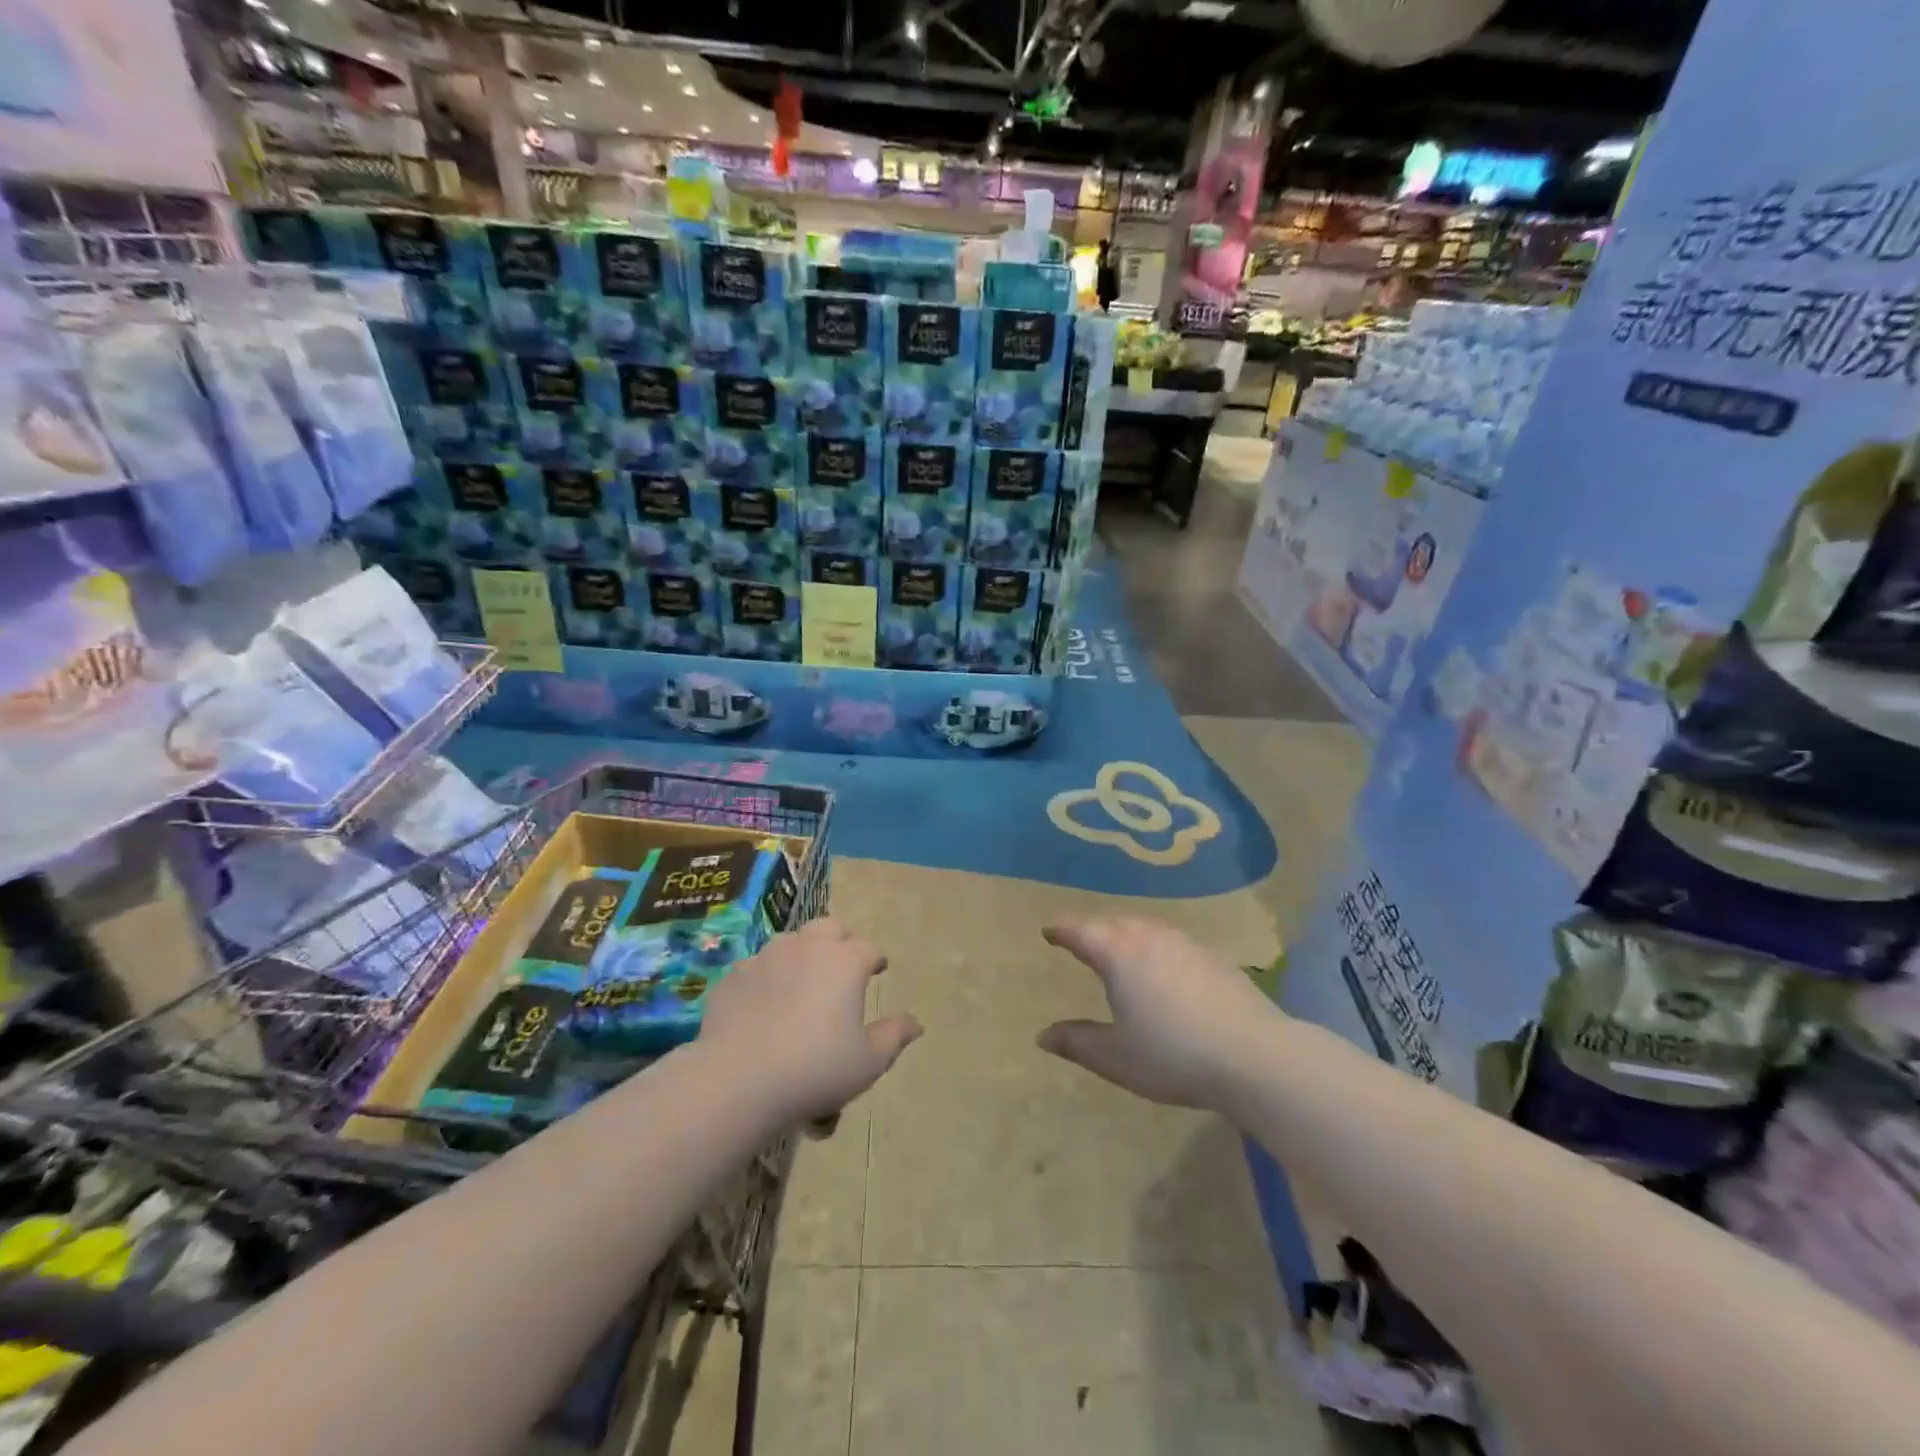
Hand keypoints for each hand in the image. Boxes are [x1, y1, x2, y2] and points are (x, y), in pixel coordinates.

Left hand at [699, 918, 921, 1121]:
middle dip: (839, 941)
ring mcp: (765, 957)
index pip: (869, 949)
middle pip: (829, 927)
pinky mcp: (733, 976)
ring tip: (800, 983)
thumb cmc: (815, 1069)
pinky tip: (762, 1005)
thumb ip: (894, 1036)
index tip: (878, 970)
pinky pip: (755, 968)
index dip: (876, 960)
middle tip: (841, 967)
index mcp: (845, 961)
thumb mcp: (868, 1062)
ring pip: (790, 942)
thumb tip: (916, 1023)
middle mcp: (807, 947)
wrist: (737, 1080)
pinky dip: (765, 979)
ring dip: (801, 954)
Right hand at [1038, 917, 1281, 1113]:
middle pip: (1113, 923)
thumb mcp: (1115, 1057)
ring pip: (1145, 927)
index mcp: (1117, 953)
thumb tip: (1043, 1036)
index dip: (1061, 931)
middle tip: (1080, 941)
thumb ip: (1077, 1042)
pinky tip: (1162, 967)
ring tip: (1119, 949)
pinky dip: (1154, 945)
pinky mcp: (1212, 956)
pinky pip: (1170, 940)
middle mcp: (1148, 937)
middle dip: (1093, 930)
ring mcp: (1184, 943)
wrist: (1254, 1055)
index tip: (1048, 931)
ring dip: (1125, 933)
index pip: (1080, 932)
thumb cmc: (1173, 1055)